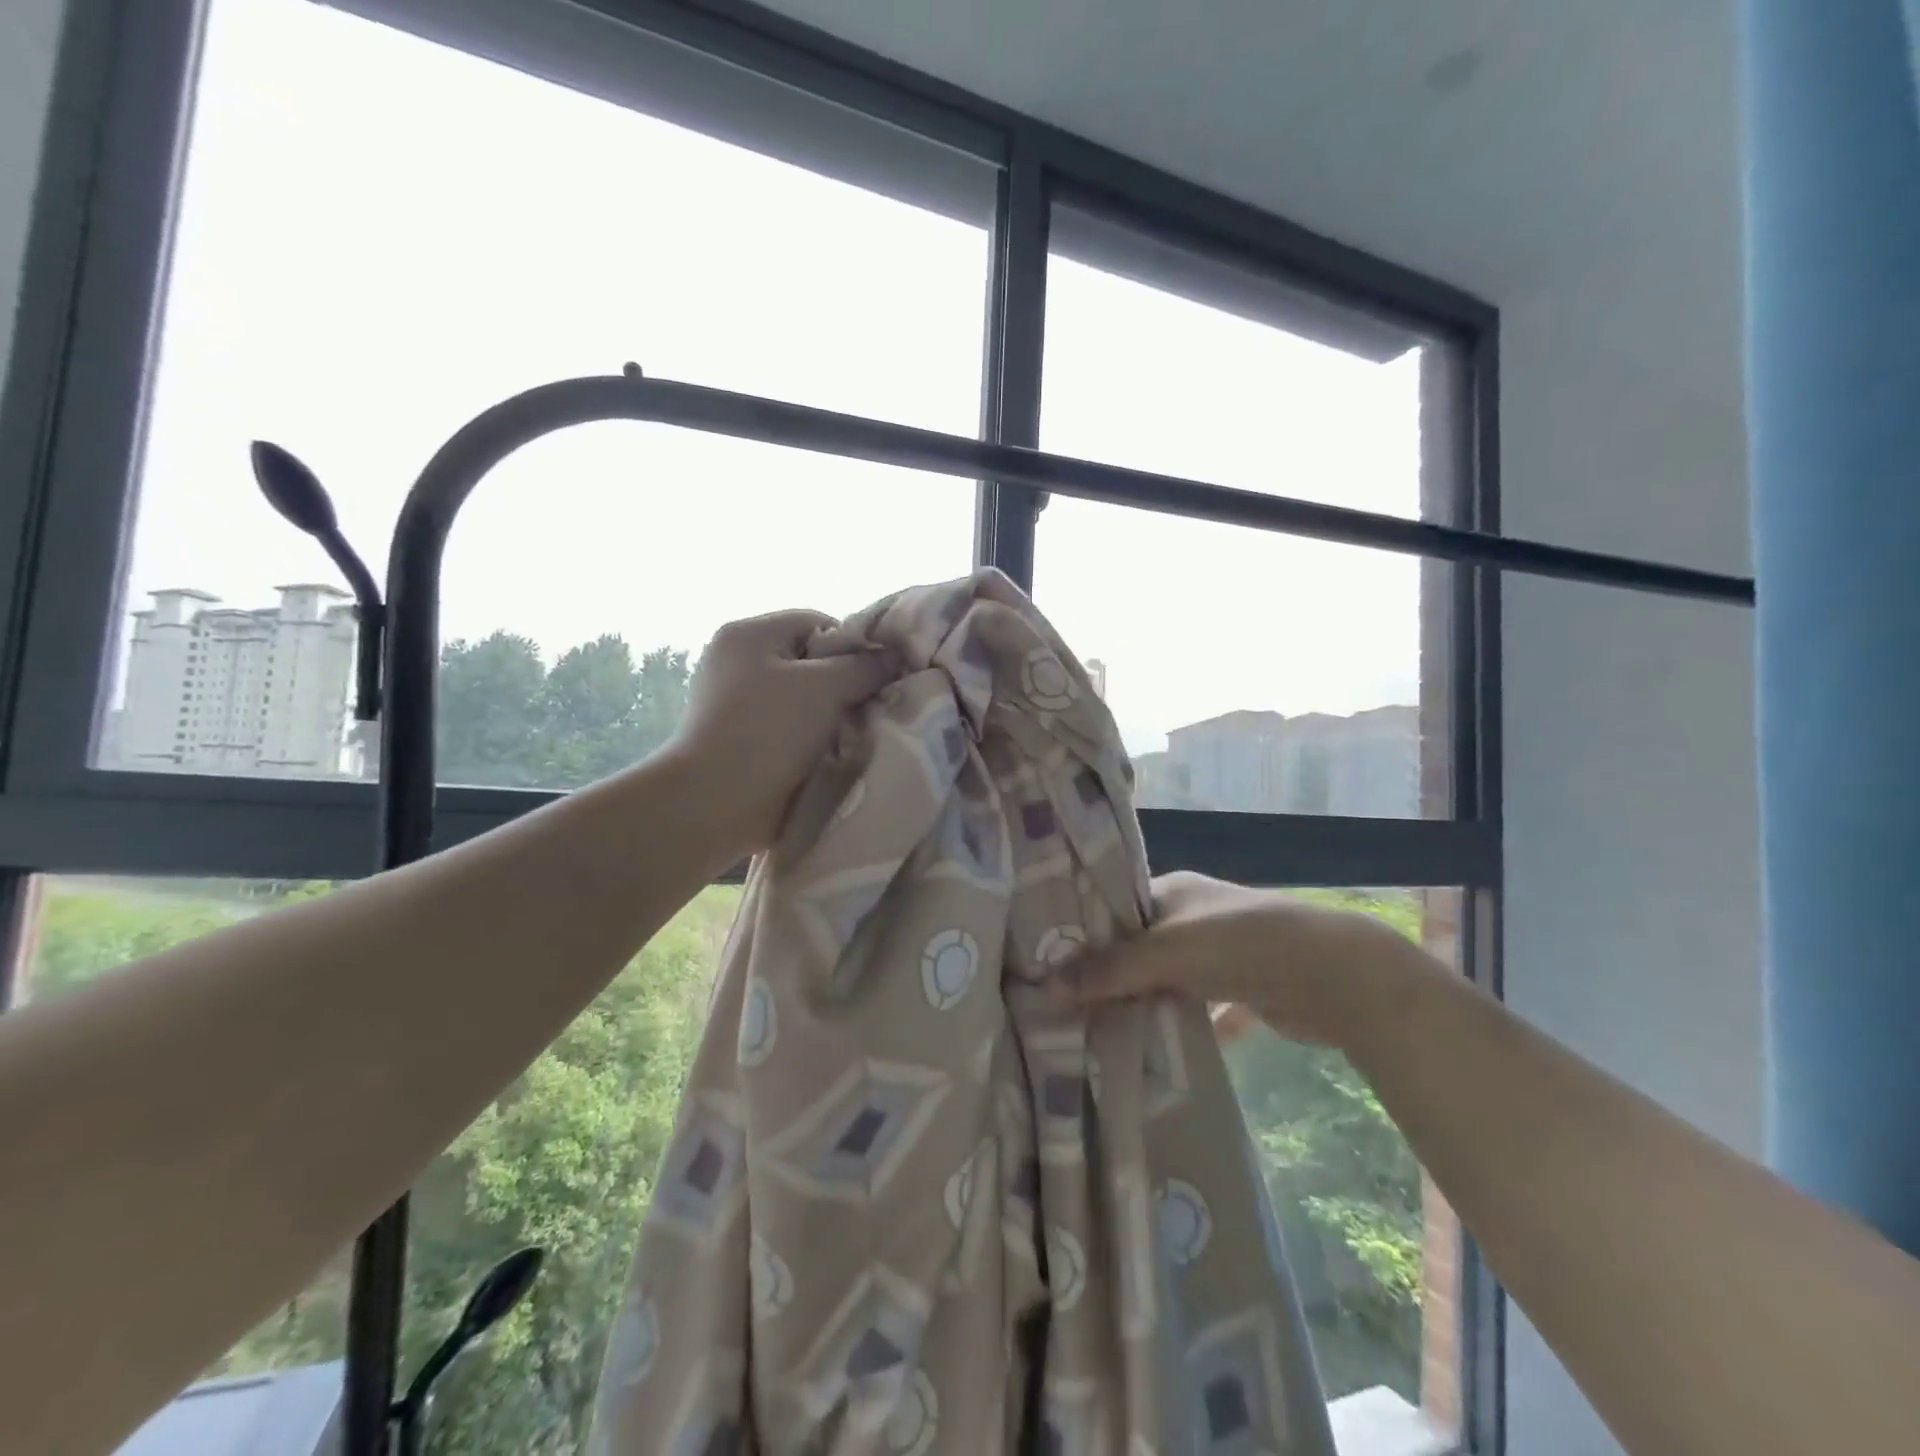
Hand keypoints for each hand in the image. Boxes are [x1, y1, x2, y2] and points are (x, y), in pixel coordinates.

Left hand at [665, 609, 898, 856]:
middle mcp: (741, 662)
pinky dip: (817, 740)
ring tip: (857, 737)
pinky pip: (795, 729)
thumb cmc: (768, 731)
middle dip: (847, 686)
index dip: (856, 648)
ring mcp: (740, 704)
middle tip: (873, 710)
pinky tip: (836, 756)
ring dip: (835, 717)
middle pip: (814, 663)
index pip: (819, 624)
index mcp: (751, 635)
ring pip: (808, 700)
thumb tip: (898, 655)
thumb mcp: (825, 687)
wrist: (714, 805)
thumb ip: (865, 667)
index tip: (879, 679)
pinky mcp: (747, 741)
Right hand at [1063, 871, 1434, 1050]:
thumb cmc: (1241, 944)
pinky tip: (1153, 1052)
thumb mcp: (1168, 951)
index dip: (1082, 934)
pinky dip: (1182, 1028)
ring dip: (1142, 1004)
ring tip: (1095, 1032)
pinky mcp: (1244, 991)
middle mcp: (1193, 918)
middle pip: (1137, 949)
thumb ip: (1109, 969)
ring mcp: (1220, 955)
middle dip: (1107, 977)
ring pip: (1166, 981)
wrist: (1336, 976)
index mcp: (1171, 891)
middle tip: (1065, 1007)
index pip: (1113, 908)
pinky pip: (1200, 1011)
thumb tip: (1046, 986)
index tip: (1046, 963)